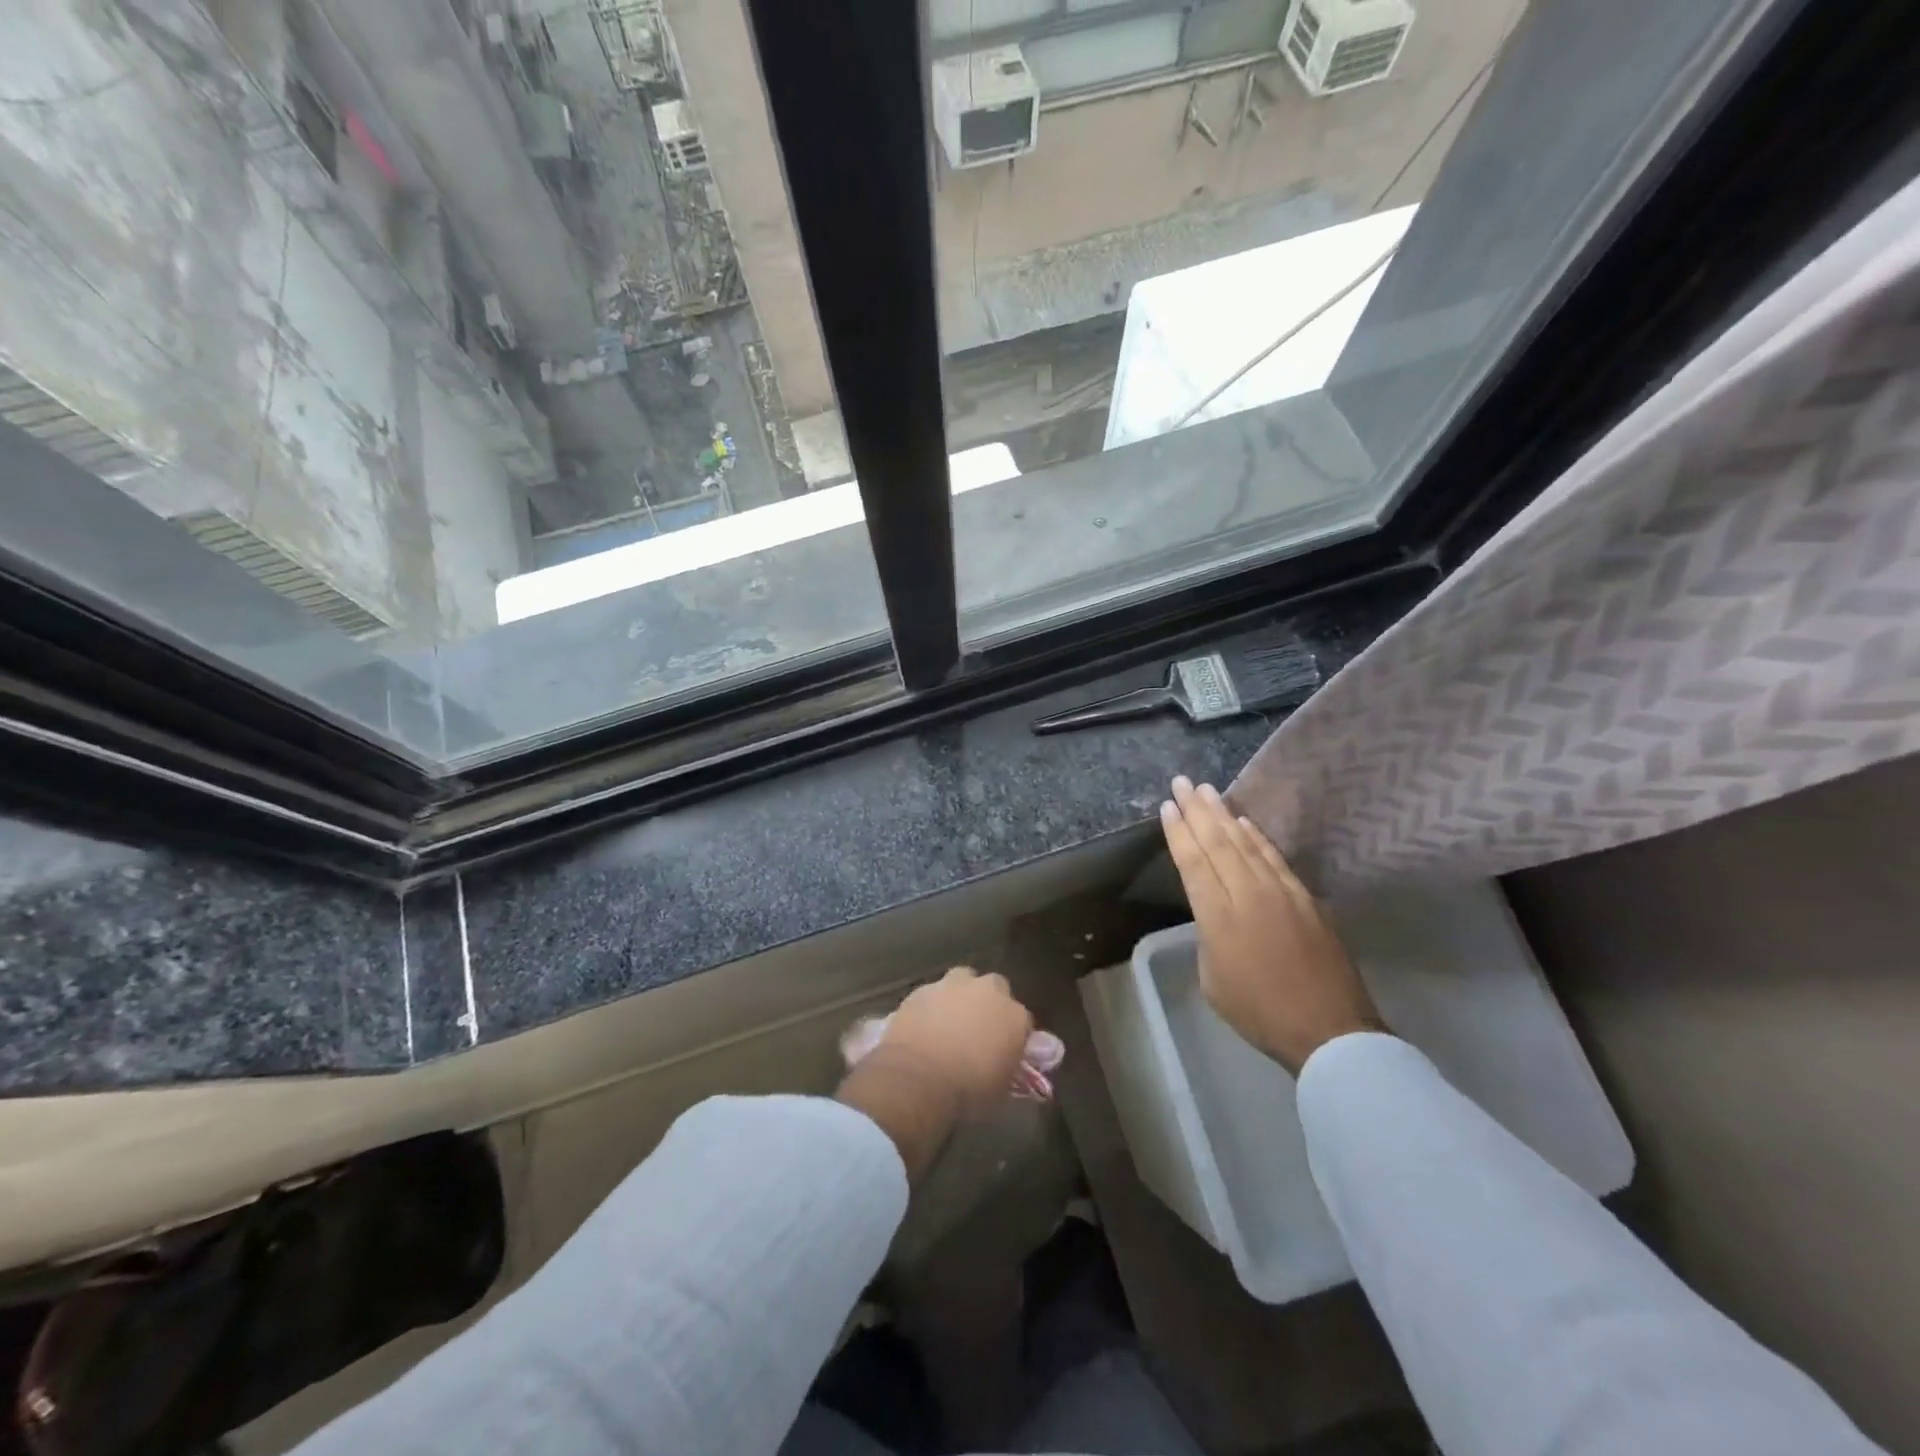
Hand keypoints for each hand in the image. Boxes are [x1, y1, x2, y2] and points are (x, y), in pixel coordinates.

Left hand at [838, 968, 1034, 1175]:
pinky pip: (932, 994)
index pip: (1023, 1021)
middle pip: (994, 988)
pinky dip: (931, 1006)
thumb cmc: (968, 1091)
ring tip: (948, 1023)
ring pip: (962, 981)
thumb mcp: (1001, 1089)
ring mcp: (953, 985)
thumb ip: (1008, 1066)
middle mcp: (988, 991)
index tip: (1005, 1051)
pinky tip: (923, 1026)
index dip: (1013, 1036)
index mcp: (1015, 1016)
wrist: (918, 1079)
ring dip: (959, 997)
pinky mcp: (922, 989)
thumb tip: (1005, 1062)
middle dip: (988, 1003)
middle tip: (977, 1029)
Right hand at [1160, 776, 1385, 1075]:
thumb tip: (1216, 913)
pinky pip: (1274, 857)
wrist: (1330, 1030)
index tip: (1168, 806)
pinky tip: (1244, 822)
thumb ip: (1208, 936)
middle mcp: (1248, 894)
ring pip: (1246, 843)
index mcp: (1218, 917)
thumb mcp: (1213, 980)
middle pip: (1218, 842)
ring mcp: (1281, 893)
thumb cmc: (1260, 1012)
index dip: (1179, 832)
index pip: (1193, 862)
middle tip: (1182, 782)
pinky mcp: (1306, 898)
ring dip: (1224, 814)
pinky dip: (1257, 836)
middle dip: (1197, 810)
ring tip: (1208, 791)